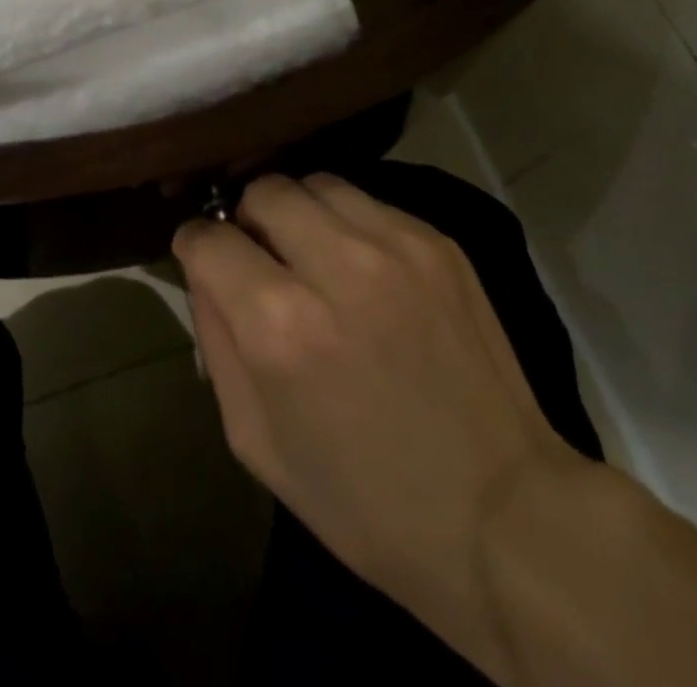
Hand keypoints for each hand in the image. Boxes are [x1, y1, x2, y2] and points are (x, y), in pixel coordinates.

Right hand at [173, 174, 593, 678]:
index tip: (203, 260)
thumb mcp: (256, 441)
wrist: (502, 513)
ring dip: (298, 212)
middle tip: (261, 257)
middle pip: (263, 190)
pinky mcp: (438, 242)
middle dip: (247, 219)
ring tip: (311, 255)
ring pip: (316, 183)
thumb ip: (217, 342)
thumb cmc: (364, 499)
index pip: (208, 239)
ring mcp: (395, 245)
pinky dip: (348, 224)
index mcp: (280, 325)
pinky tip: (363, 268)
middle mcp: (335, 265)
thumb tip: (205, 272)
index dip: (194, 246)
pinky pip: (368, 203)